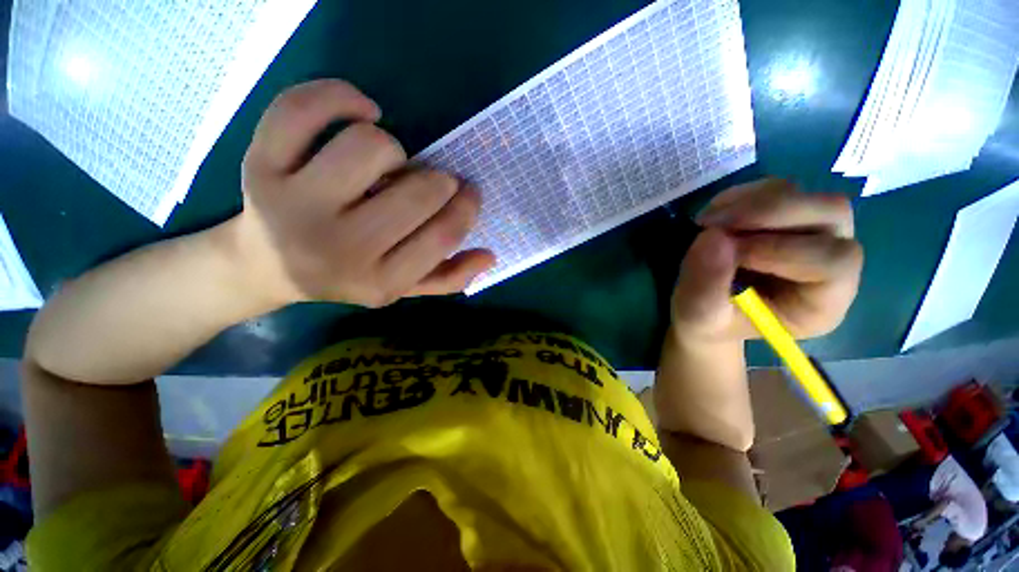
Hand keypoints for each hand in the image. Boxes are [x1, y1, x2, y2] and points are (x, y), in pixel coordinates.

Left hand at [232, 79, 494, 307]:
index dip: (466, 208)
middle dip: (439, 181)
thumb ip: (449, 277)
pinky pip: (303, 109)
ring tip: (390, 164)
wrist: (268, 266)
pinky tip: (362, 113)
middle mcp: (339, 248)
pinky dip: (340, 96)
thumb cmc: (348, 276)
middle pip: (417, 193)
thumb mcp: (402, 287)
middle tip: (433, 182)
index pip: (442, 237)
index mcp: (380, 280)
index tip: (469, 193)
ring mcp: (294, 204)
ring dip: (395, 150)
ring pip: (371, 147)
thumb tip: (490, 255)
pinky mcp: (259, 164)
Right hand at [671, 179, 862, 343]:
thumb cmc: (706, 322)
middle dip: (767, 213)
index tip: (726, 252)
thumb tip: (713, 236)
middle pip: (831, 214)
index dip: (781, 249)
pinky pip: (774, 189)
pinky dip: (740, 196)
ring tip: (707, 222)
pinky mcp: (785, 218)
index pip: (834, 262)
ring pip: (802, 194)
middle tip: (712, 224)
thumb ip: (705, 286)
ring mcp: (811, 235)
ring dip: (749, 202)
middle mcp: (830, 265)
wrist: (702, 310)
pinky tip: (714, 216)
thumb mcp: (697, 316)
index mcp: (821, 304)